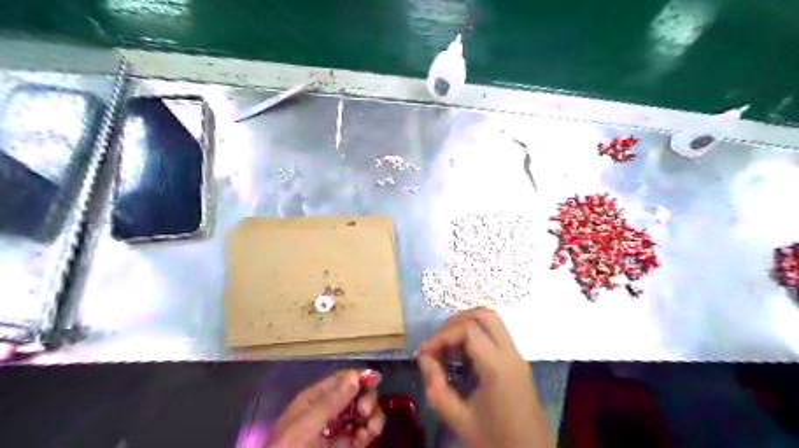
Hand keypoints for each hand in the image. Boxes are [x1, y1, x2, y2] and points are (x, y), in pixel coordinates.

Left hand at [265, 369, 382, 445]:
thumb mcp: (306, 424)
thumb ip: (331, 401)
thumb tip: (355, 376)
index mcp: (314, 399)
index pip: (341, 379)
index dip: (359, 377)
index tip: (375, 382)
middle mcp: (328, 411)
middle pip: (356, 394)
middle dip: (366, 399)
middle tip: (364, 412)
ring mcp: (337, 430)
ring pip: (363, 414)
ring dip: (372, 417)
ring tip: (370, 430)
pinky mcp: (344, 447)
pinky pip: (362, 433)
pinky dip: (369, 433)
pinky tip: (366, 438)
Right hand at [418, 309, 556, 447]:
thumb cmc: (494, 440)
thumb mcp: (457, 418)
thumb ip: (436, 385)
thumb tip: (424, 358)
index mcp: (498, 366)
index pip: (468, 329)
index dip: (442, 335)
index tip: (425, 353)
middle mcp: (511, 353)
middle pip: (484, 314)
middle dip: (456, 322)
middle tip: (438, 342)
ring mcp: (517, 355)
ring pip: (492, 321)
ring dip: (466, 326)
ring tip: (447, 349)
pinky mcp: (517, 361)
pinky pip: (495, 335)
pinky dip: (476, 336)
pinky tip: (462, 357)